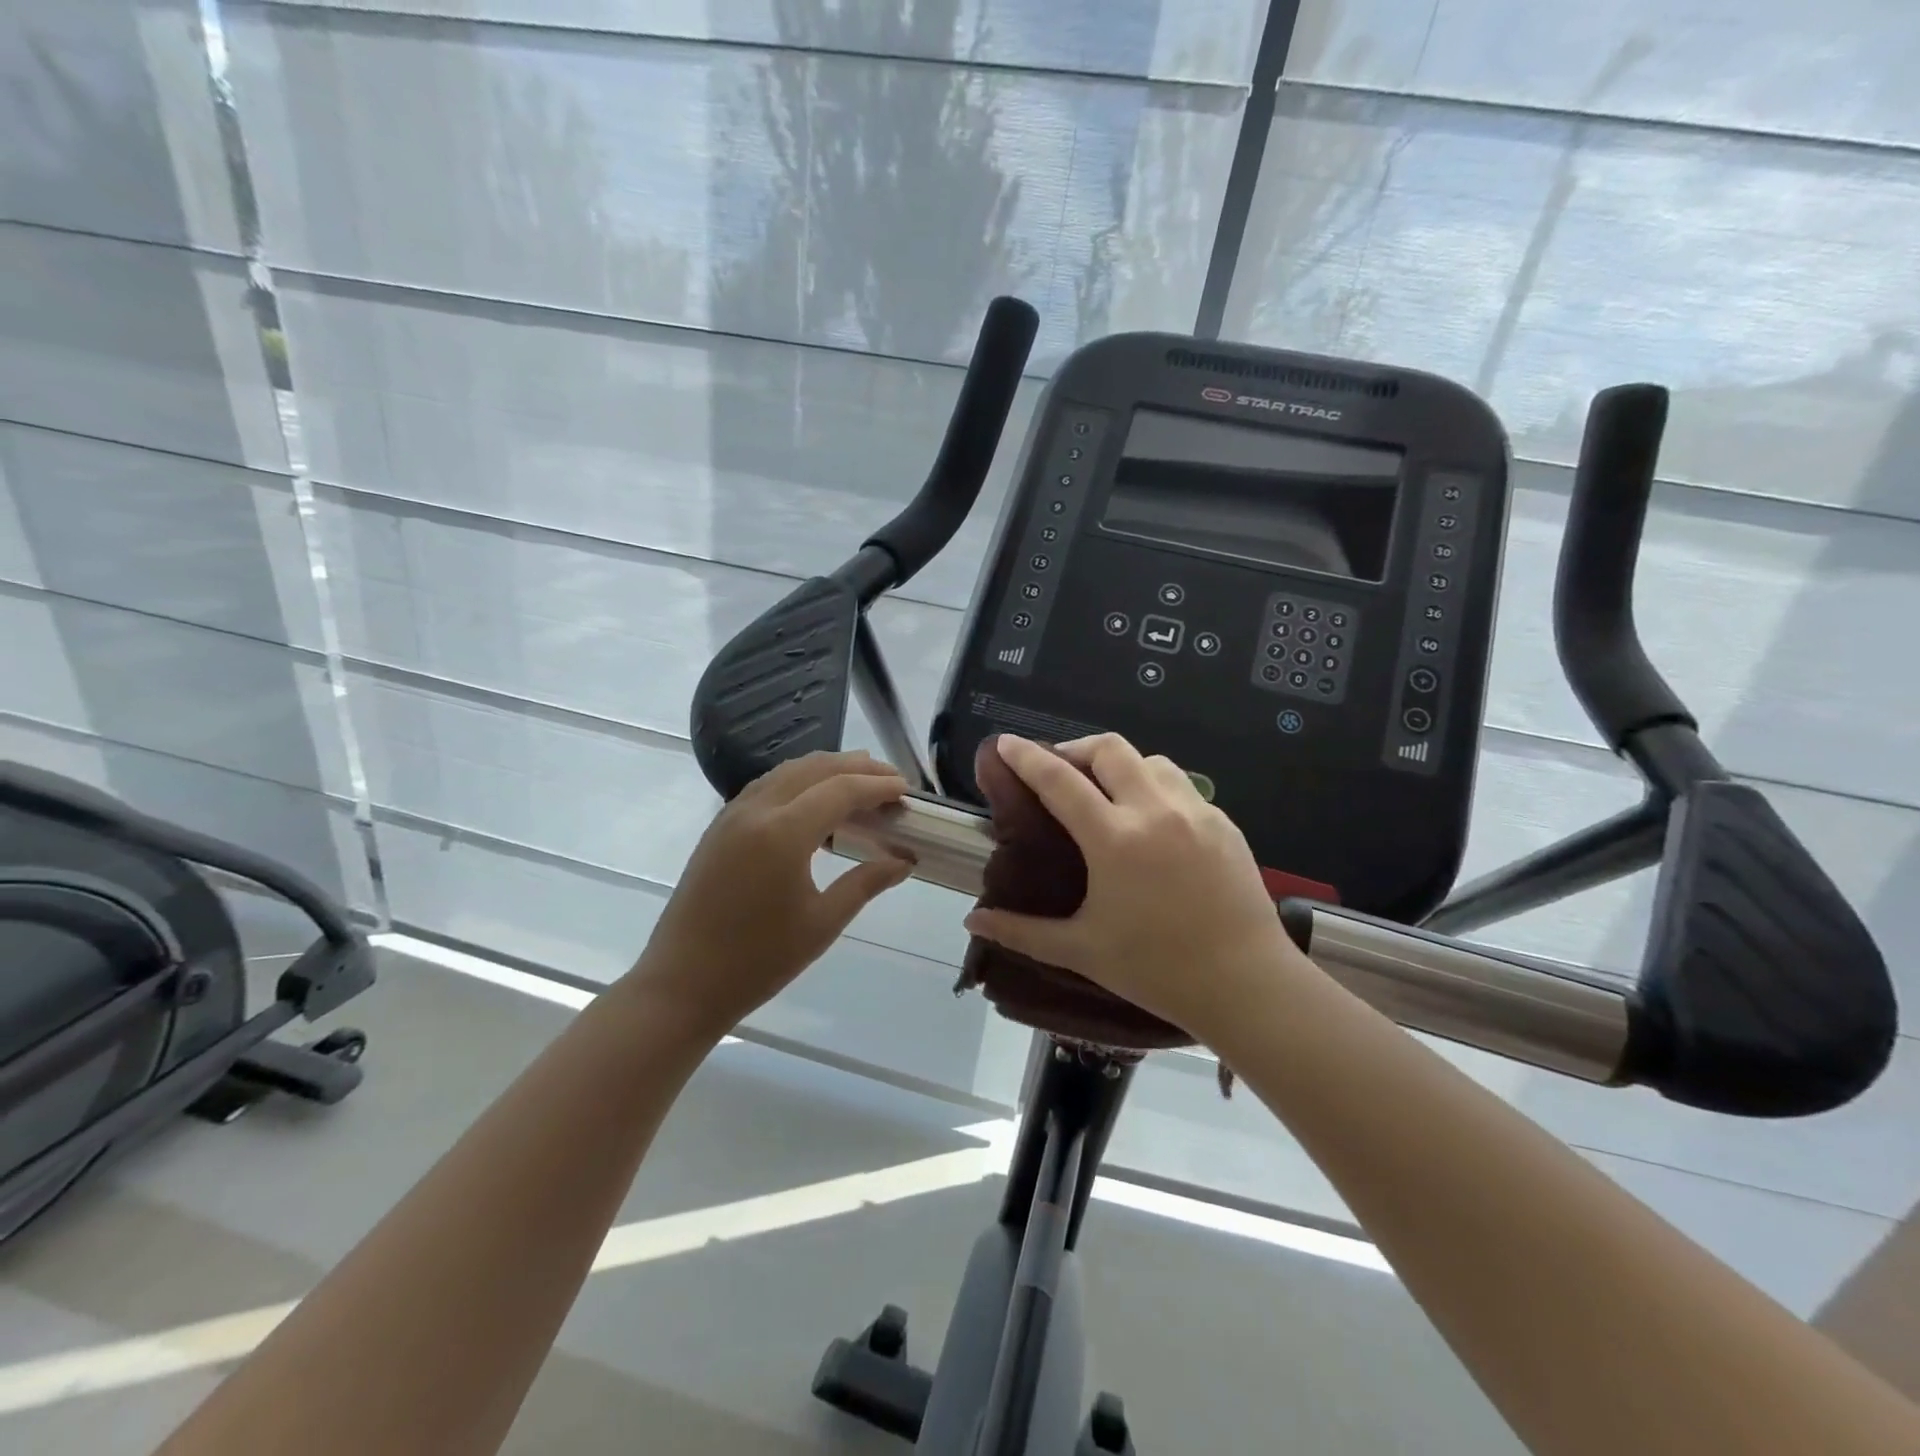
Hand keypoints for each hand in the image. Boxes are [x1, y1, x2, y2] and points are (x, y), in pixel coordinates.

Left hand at [631, 751, 912, 1037]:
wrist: (682, 984)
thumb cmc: (758, 961)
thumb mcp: (822, 923)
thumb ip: (866, 883)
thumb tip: (904, 861)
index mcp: (783, 833)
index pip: (841, 790)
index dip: (877, 785)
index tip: (906, 789)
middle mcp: (757, 810)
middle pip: (815, 769)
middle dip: (857, 768)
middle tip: (890, 780)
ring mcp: (733, 814)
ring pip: (788, 771)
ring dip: (827, 770)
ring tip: (859, 782)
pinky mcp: (720, 826)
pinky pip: (767, 786)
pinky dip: (799, 782)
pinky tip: (814, 802)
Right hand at [962, 734, 1308, 1041]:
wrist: (1247, 984)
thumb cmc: (1157, 969)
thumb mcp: (1082, 950)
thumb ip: (1022, 932)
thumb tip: (973, 921)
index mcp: (1114, 839)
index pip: (1059, 780)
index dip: (1027, 757)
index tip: (1006, 742)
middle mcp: (1154, 811)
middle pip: (1109, 749)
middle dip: (1076, 748)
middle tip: (1059, 771)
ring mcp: (1195, 812)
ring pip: (1150, 760)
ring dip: (1119, 765)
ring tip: (1107, 792)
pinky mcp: (1224, 823)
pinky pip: (1181, 786)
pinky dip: (1155, 786)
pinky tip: (1151, 821)